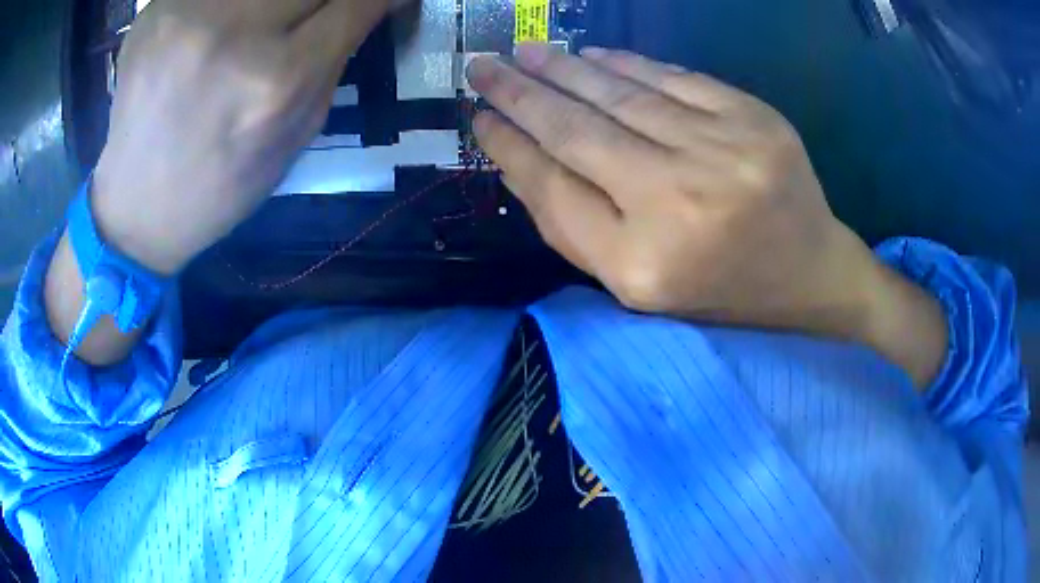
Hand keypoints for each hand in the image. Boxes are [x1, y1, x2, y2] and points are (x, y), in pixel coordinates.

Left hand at [92, 0, 394, 274]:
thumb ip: (336, 58)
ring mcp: (186, 16)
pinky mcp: (155, 10)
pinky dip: (230, 3)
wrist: (137, 206)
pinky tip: (221, 24)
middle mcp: (233, 36)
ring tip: (261, 24)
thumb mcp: (298, 133)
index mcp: (278, 81)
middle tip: (310, 16)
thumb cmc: (222, 184)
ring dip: (275, 0)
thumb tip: (369, 3)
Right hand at [468, 45, 947, 384]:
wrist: (810, 273)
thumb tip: (519, 156)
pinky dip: (624, 63)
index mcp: (642, 263)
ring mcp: (724, 150)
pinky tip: (588, 55)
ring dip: (562, 69)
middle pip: (577, 131)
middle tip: (481, 66)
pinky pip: (672, 77)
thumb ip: (573, 226)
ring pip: (620, 95)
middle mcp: (679, 202)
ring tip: (523, 54)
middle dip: (519, 93)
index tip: (477, 118)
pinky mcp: (753, 117)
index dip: (508, 146)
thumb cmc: (719, 290)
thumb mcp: (637, 286)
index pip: (552, 188)